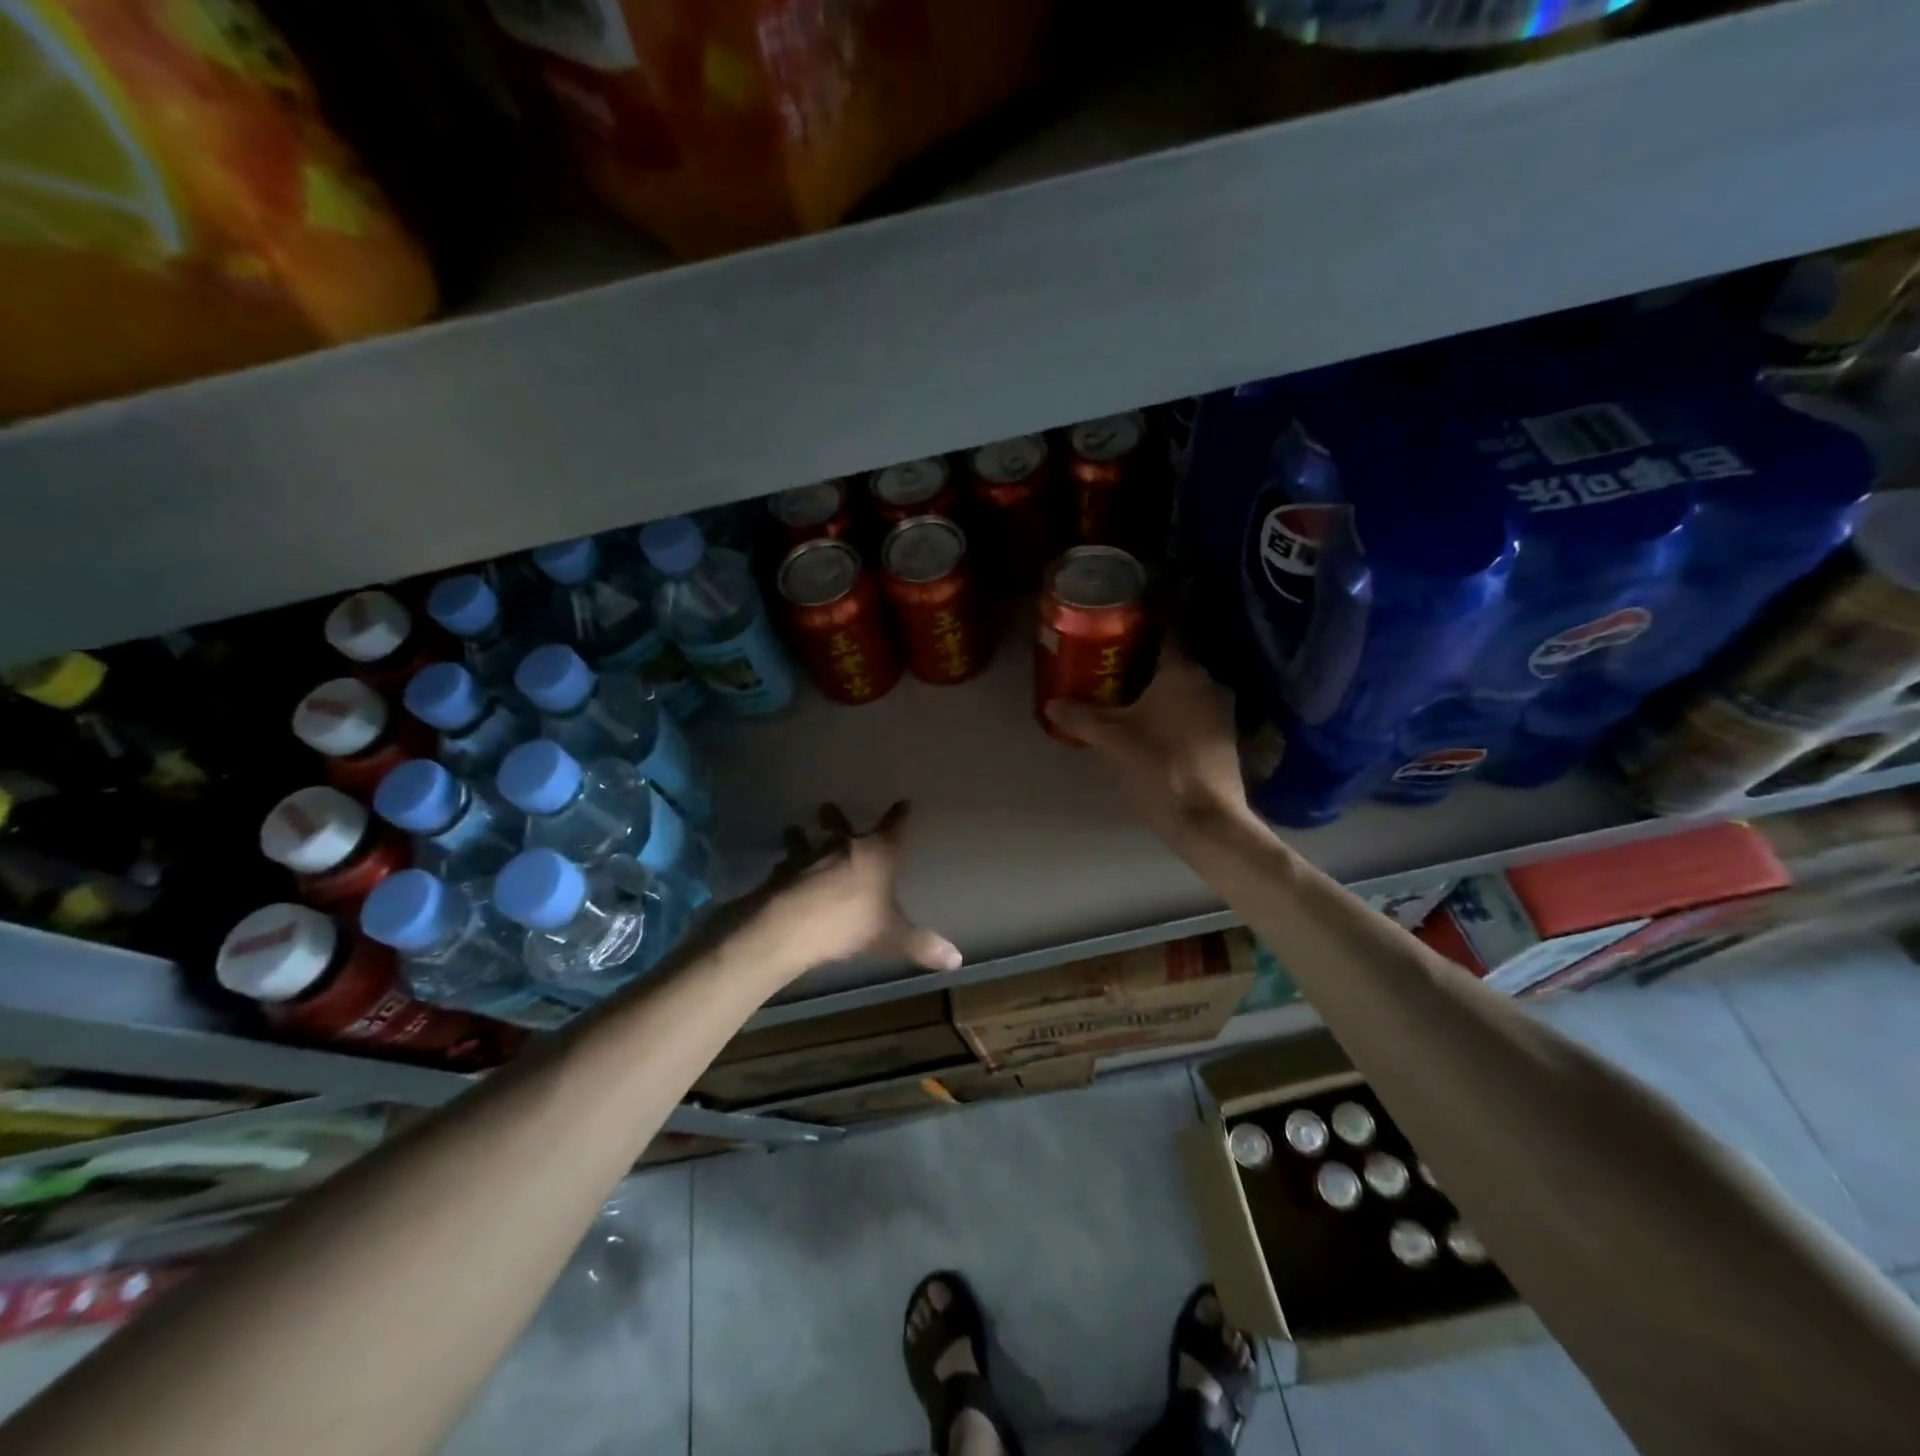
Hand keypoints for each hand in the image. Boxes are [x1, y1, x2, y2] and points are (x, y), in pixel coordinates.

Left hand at [745, 802, 961, 977]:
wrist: (791, 925)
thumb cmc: (849, 922)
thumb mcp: (890, 936)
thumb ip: (921, 945)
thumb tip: (957, 960)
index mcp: (877, 854)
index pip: (894, 827)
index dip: (900, 815)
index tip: (904, 803)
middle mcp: (844, 846)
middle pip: (840, 824)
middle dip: (836, 818)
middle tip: (830, 809)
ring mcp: (809, 856)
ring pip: (806, 839)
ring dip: (802, 836)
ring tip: (796, 831)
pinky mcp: (783, 872)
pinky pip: (786, 864)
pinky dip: (787, 866)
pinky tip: (782, 871)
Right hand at [1045, 641, 1248, 839]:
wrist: (1207, 819)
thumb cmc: (1159, 767)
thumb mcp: (1112, 740)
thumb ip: (1081, 717)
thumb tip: (1052, 703)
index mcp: (1184, 671)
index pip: (1167, 630)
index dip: (1142, 626)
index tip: (1119, 627)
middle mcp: (1209, 682)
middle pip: (1173, 660)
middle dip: (1144, 661)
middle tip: (1111, 665)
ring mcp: (1222, 710)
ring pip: (1185, 687)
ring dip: (1160, 689)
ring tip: (1126, 695)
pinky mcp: (1225, 736)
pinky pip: (1194, 710)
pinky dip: (1174, 710)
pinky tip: (1152, 725)